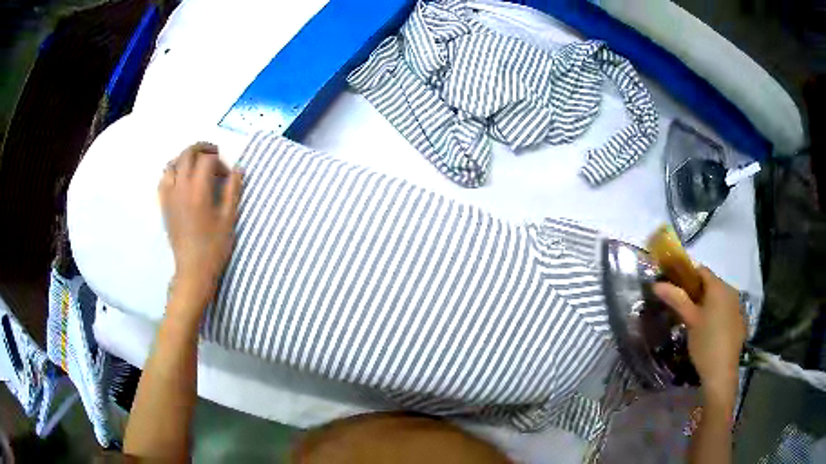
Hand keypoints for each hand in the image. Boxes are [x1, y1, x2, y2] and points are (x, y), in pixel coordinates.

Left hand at [159, 142, 242, 310]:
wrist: (193, 269)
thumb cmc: (214, 246)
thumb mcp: (229, 218)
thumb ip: (233, 190)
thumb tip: (238, 169)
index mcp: (198, 190)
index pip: (207, 160)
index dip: (220, 162)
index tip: (227, 175)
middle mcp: (181, 187)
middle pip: (188, 154)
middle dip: (202, 149)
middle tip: (214, 155)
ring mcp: (169, 195)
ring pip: (173, 163)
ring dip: (186, 158)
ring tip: (197, 165)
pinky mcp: (164, 204)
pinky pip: (164, 178)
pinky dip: (173, 171)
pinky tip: (181, 178)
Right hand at [653, 267, 745, 405]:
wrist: (722, 372)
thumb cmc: (705, 343)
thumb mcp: (690, 320)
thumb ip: (676, 299)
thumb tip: (657, 284)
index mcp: (719, 287)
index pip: (702, 271)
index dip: (688, 277)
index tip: (676, 290)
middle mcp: (731, 291)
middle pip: (712, 284)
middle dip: (698, 292)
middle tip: (684, 309)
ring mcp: (738, 306)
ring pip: (720, 298)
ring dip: (708, 304)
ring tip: (696, 321)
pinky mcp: (740, 321)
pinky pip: (726, 310)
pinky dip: (717, 314)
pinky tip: (710, 332)